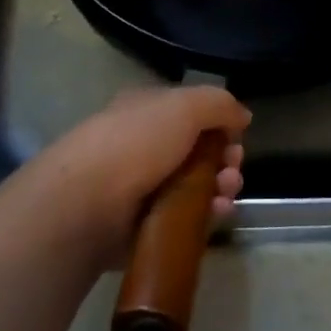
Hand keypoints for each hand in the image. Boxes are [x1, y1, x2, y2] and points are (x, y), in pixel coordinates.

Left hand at [26, 86, 249, 267]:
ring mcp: (142, 187)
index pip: (191, 114)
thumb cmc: (136, 142)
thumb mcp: (184, 106)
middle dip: (224, 160)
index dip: (219, 125)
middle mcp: (143, 145)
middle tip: (233, 172)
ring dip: (219, 188)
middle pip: (197, 152)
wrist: (87, 203)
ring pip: (194, 187)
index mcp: (147, 111)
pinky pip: (184, 219)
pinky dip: (205, 217)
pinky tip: (217, 215)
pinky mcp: (143, 226)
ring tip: (226, 195)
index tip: (236, 139)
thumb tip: (242, 117)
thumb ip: (219, 104)